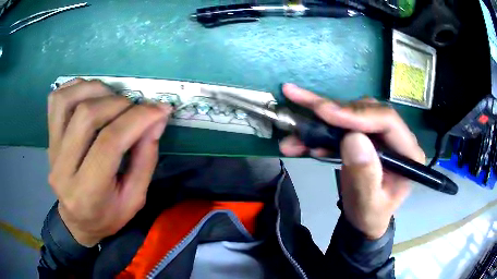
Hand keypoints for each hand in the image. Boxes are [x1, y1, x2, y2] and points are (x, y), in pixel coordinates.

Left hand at [48, 79, 171, 246]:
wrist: (76, 221)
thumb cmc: (107, 216)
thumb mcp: (135, 199)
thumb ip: (146, 159)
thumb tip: (157, 119)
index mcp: (87, 193)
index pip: (109, 143)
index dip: (137, 119)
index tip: (160, 109)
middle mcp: (63, 169)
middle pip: (87, 116)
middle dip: (119, 104)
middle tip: (136, 109)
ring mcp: (52, 150)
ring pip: (68, 101)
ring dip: (97, 90)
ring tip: (113, 99)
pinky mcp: (49, 138)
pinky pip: (56, 100)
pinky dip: (76, 87)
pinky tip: (91, 95)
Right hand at [279, 84, 424, 238]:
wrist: (364, 219)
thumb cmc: (369, 215)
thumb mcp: (367, 205)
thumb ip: (365, 176)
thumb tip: (353, 138)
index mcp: (408, 153)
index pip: (387, 121)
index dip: (356, 113)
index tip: (324, 112)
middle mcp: (396, 137)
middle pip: (365, 110)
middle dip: (331, 110)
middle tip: (298, 101)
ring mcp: (380, 134)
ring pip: (350, 113)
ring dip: (319, 119)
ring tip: (292, 127)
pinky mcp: (365, 135)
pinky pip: (341, 125)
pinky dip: (319, 130)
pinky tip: (301, 139)